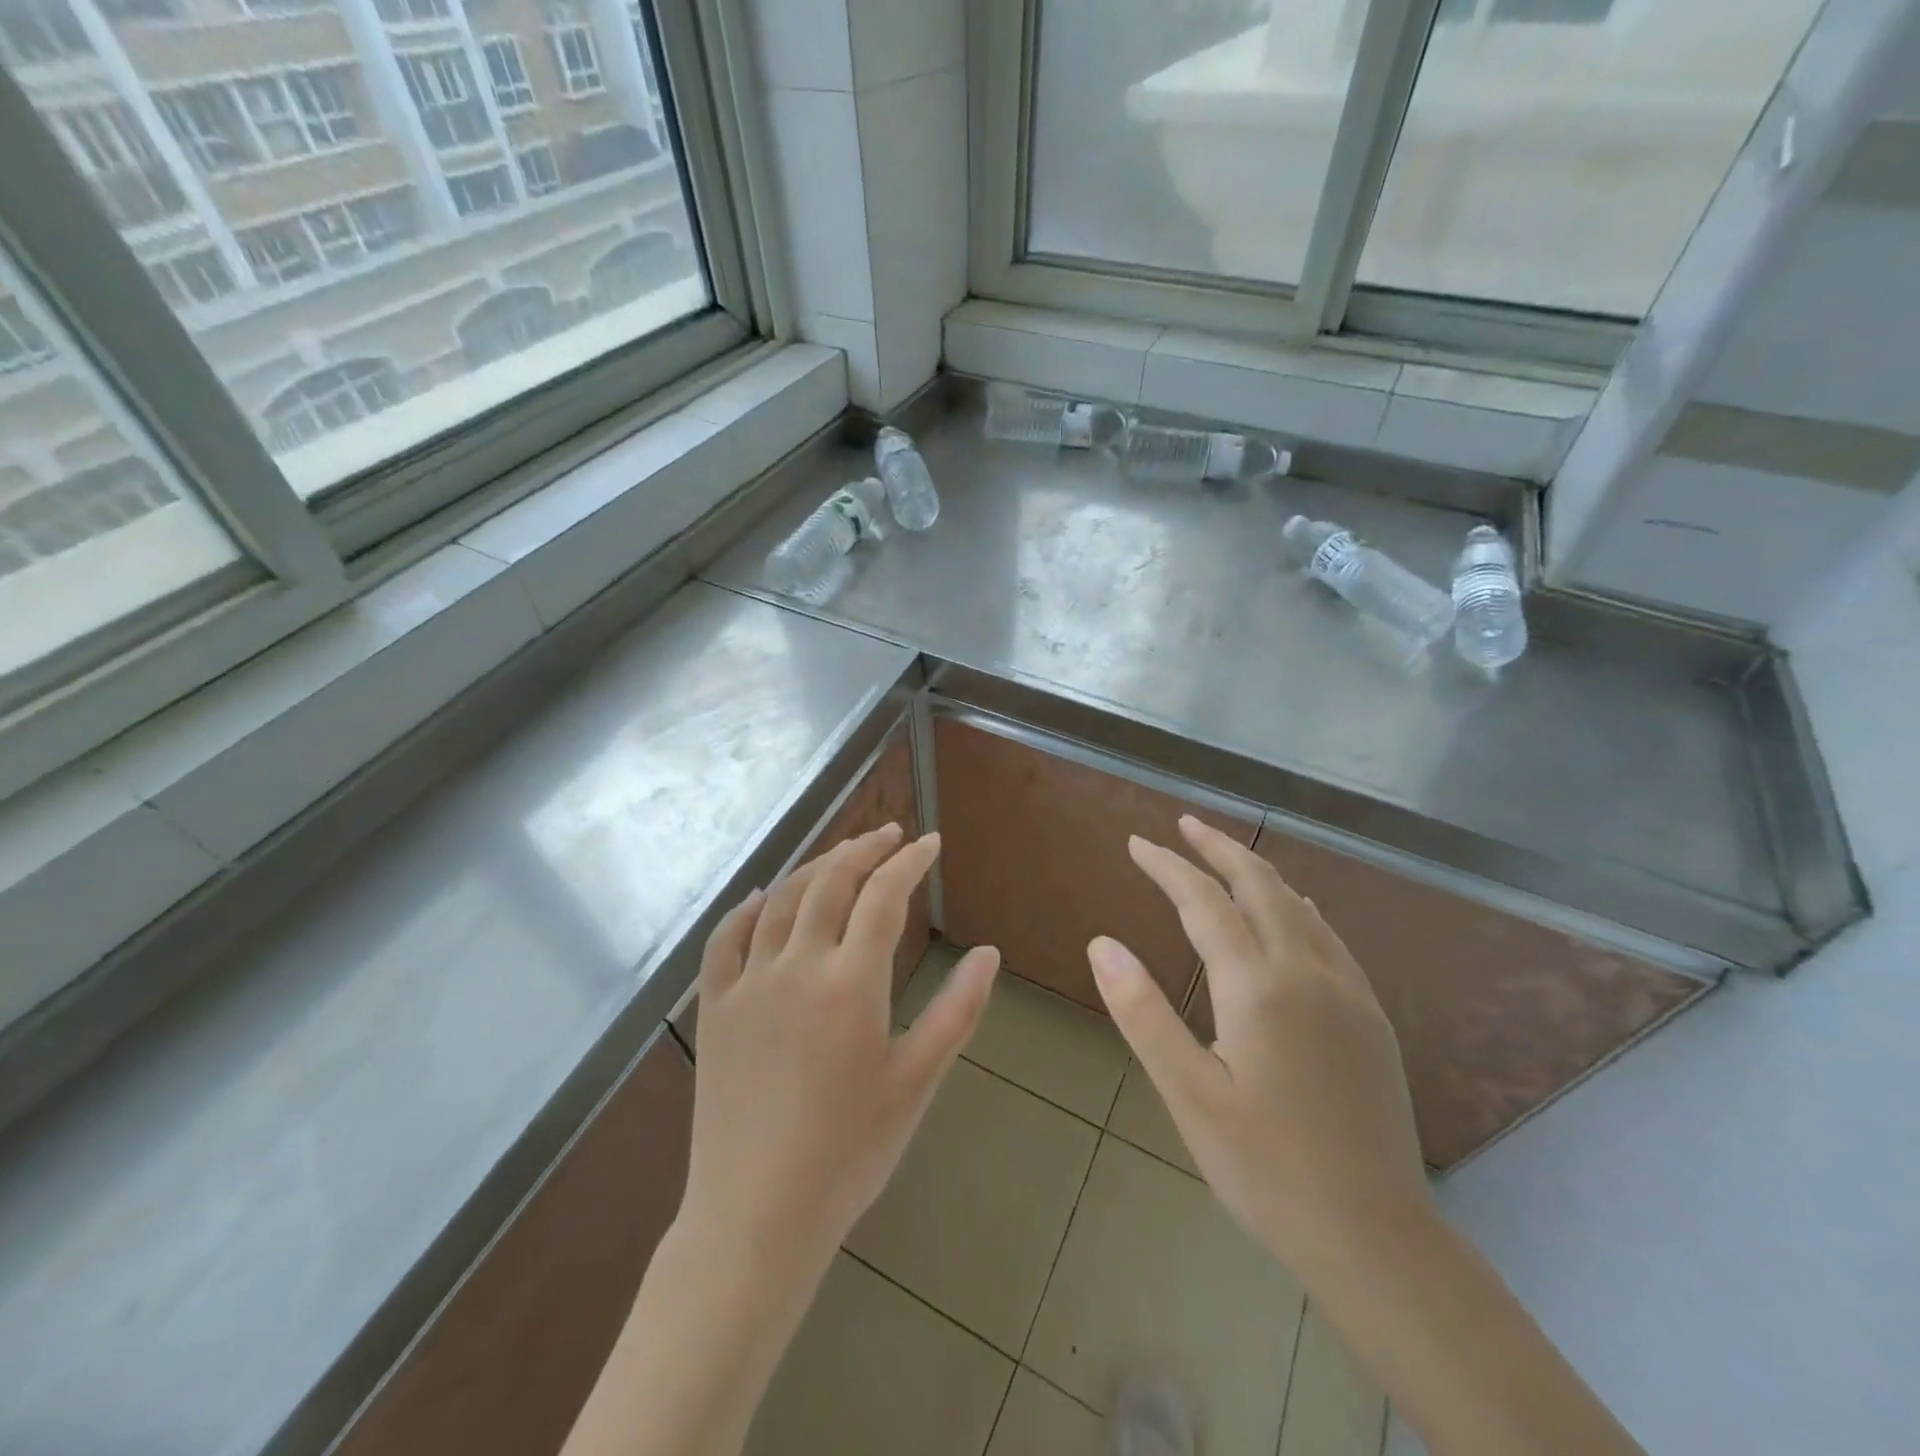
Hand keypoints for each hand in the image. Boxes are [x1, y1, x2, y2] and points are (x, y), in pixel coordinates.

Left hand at [680, 824, 998, 1276]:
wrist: (756, 1216)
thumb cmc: (849, 1153)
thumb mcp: (916, 1082)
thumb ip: (957, 1011)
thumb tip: (988, 953)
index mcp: (850, 983)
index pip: (883, 896)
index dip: (909, 862)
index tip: (930, 843)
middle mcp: (796, 966)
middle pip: (831, 882)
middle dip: (864, 849)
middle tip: (890, 835)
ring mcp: (747, 983)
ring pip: (780, 899)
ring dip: (815, 866)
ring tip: (843, 855)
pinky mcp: (714, 1008)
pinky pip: (725, 938)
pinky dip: (747, 907)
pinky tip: (762, 896)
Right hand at [1088, 816, 1430, 1279]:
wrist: (1376, 1237)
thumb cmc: (1266, 1168)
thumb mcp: (1189, 1094)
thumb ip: (1143, 1012)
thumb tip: (1102, 943)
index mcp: (1258, 986)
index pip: (1204, 902)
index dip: (1168, 866)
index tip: (1136, 842)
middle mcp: (1307, 972)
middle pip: (1260, 885)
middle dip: (1219, 847)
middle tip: (1184, 824)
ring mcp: (1348, 992)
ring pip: (1299, 905)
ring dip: (1258, 871)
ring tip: (1226, 856)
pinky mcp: (1370, 1017)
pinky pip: (1329, 936)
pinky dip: (1297, 905)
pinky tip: (1294, 909)